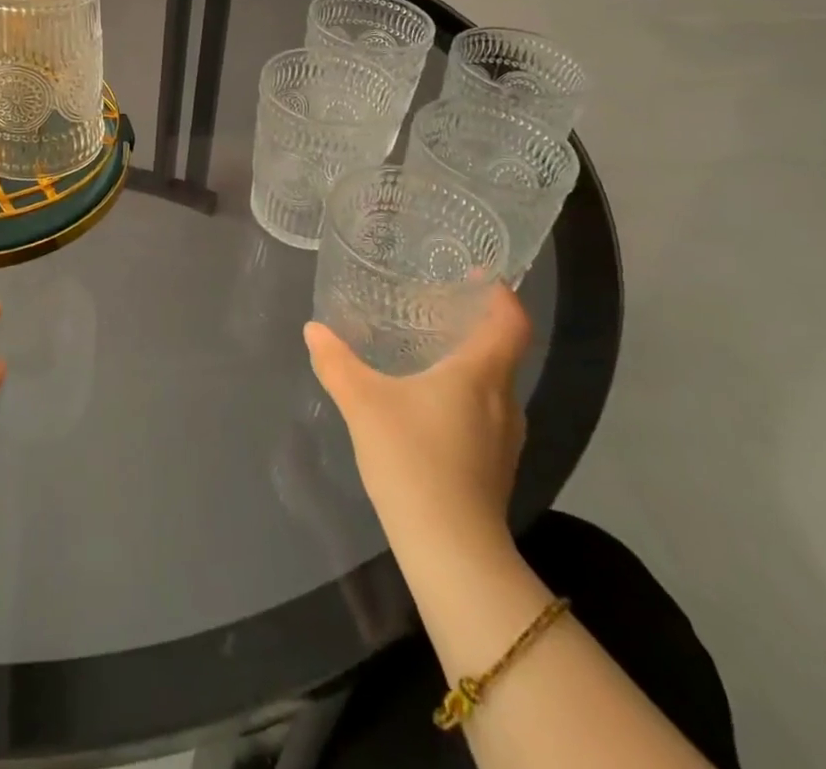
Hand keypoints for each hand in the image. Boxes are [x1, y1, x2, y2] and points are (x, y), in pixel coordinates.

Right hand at [303, 286, 531, 562]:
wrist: (451, 550)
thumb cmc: (413, 459)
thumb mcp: (363, 402)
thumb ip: (337, 362)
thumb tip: (314, 330)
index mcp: (481, 374)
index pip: (511, 322)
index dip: (501, 294)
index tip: (478, 277)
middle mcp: (504, 401)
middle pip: (502, 351)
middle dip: (474, 326)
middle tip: (434, 308)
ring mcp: (506, 439)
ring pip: (494, 385)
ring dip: (469, 364)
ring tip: (428, 352)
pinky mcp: (496, 467)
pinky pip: (486, 414)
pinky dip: (465, 396)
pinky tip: (429, 405)